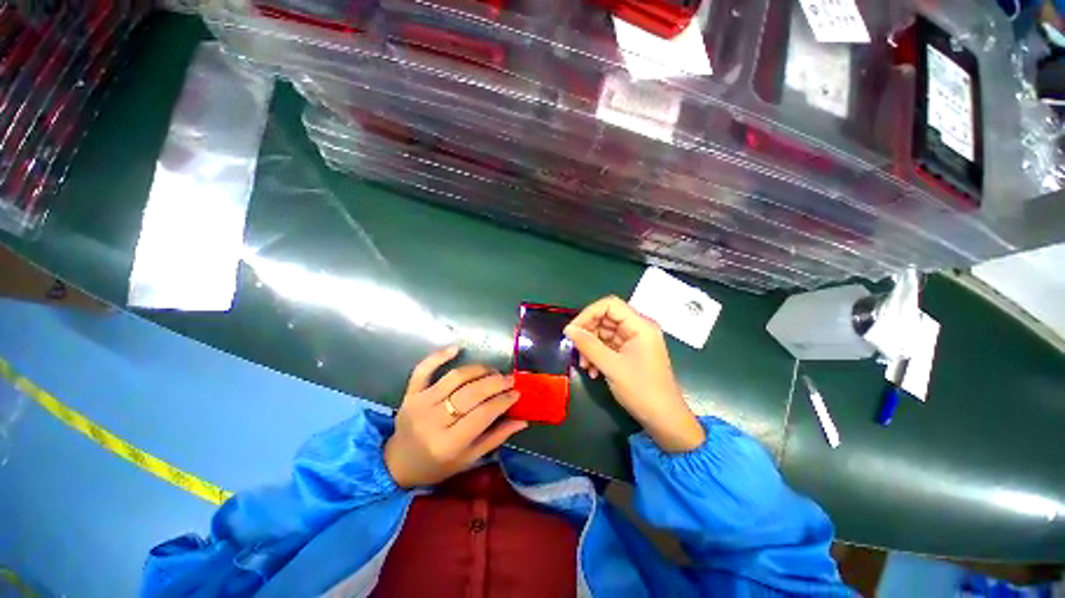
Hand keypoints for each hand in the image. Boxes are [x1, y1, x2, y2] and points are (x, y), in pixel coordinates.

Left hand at [384, 346, 527, 487]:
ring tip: (492, 371)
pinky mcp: (410, 393)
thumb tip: (522, 420)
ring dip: (478, 370)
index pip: (483, 414)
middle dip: (495, 382)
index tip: (517, 392)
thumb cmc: (437, 465)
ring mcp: (420, 404)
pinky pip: (424, 369)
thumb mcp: (469, 459)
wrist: (398, 464)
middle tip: (509, 379)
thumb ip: (496, 438)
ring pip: (455, 377)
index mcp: (449, 444)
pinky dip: (439, 356)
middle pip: (471, 393)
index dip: (503, 400)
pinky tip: (457, 348)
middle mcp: (433, 421)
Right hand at [565, 296, 704, 452]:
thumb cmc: (641, 391)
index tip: (572, 330)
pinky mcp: (629, 352)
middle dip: (588, 333)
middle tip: (575, 349)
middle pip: (605, 318)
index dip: (588, 313)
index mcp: (640, 325)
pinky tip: (592, 371)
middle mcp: (637, 328)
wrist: (664, 419)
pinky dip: (597, 354)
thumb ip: (588, 345)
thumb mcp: (611, 366)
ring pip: (604, 332)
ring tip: (584, 365)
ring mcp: (634, 340)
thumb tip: (568, 329)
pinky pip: (608, 345)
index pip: (609, 305)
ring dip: (590, 346)